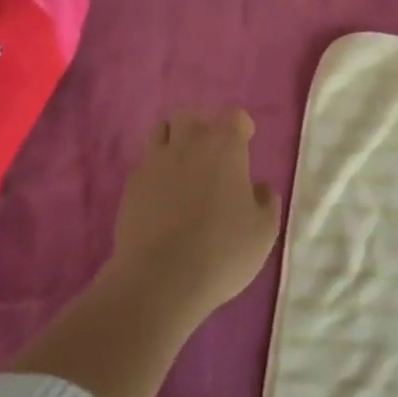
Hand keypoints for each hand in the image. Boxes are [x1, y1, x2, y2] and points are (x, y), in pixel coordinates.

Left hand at [108, 110, 279, 324]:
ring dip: (176, 140)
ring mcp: (155, 162)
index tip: (245, 143)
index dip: (241, 127)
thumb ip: (266, 202)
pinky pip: (146, 162)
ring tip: (184, 166)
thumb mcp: (263, 232)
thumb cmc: (222, 251)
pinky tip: (163, 194)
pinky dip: (156, 169)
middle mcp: (189, 144)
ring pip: (163, 131)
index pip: (234, 117)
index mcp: (225, 148)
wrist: (160, 280)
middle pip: (193, 116)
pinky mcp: (132, 185)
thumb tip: (259, 188)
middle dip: (204, 127)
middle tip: (213, 153)